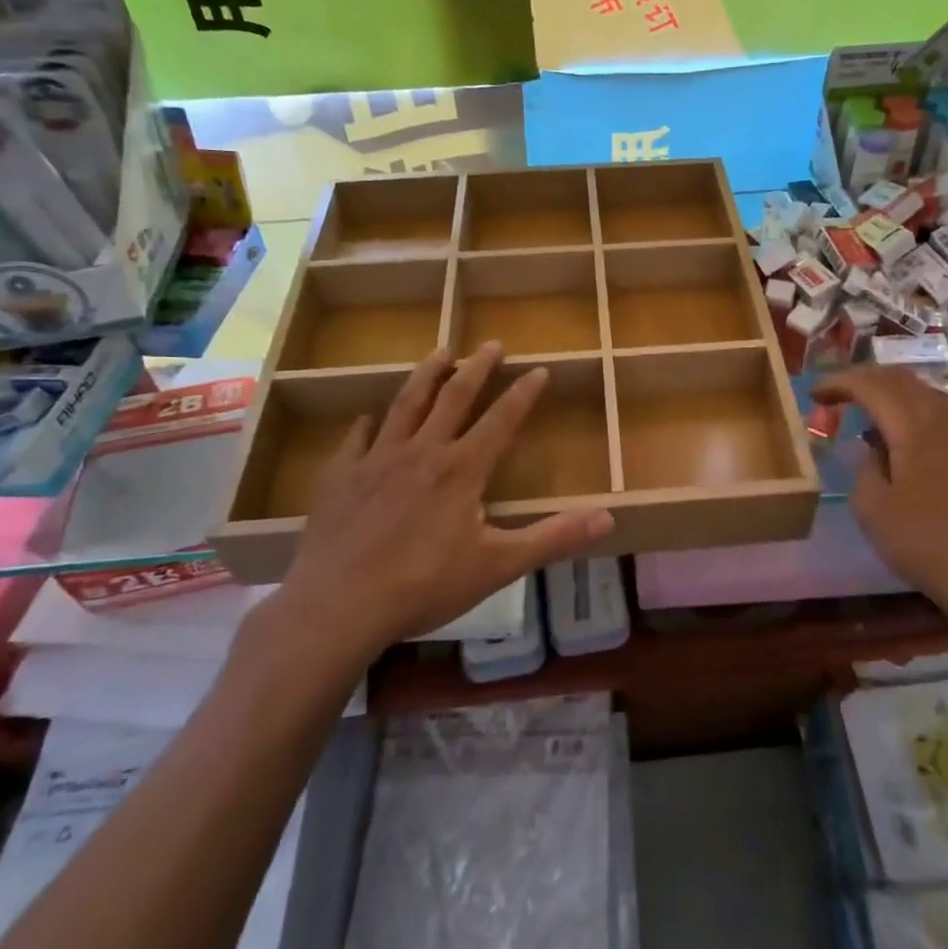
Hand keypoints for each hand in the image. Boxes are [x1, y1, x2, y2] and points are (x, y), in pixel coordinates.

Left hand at [270, 343, 612, 654]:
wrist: (339, 604)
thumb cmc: (425, 585)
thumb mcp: (498, 565)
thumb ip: (553, 538)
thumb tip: (608, 517)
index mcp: (462, 468)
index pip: (501, 419)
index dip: (522, 393)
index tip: (538, 370)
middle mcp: (422, 451)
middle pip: (454, 396)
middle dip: (477, 367)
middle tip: (491, 344)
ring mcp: (377, 459)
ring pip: (406, 404)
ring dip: (426, 375)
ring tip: (439, 351)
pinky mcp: (341, 476)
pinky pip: (356, 439)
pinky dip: (366, 424)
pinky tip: (367, 417)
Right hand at [812, 367, 947, 633]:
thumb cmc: (931, 544)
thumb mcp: (874, 511)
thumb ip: (865, 469)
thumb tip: (875, 451)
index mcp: (915, 423)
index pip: (870, 385)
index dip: (839, 383)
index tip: (814, 394)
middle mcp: (946, 416)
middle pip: (901, 379)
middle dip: (866, 380)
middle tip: (839, 395)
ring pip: (926, 394)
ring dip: (893, 395)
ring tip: (870, 416)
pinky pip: (943, 415)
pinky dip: (916, 413)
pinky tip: (907, 443)